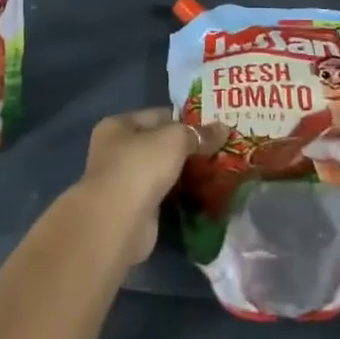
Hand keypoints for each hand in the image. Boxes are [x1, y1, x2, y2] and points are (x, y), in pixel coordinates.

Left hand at [77, 109, 229, 266]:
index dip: (186, 120)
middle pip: (160, 144)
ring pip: (163, 170)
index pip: (159, 115)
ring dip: (185, 173)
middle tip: (220, 150)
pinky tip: (203, 194)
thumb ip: (199, 133)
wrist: (118, 223)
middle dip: (188, 148)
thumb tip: (224, 128)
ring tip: (217, 171)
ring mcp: (124, 181)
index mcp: (118, 125)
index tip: (214, 128)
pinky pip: (164, 194)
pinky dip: (180, 194)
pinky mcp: (135, 208)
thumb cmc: (140, 167)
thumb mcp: (175, 140)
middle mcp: (116, 150)